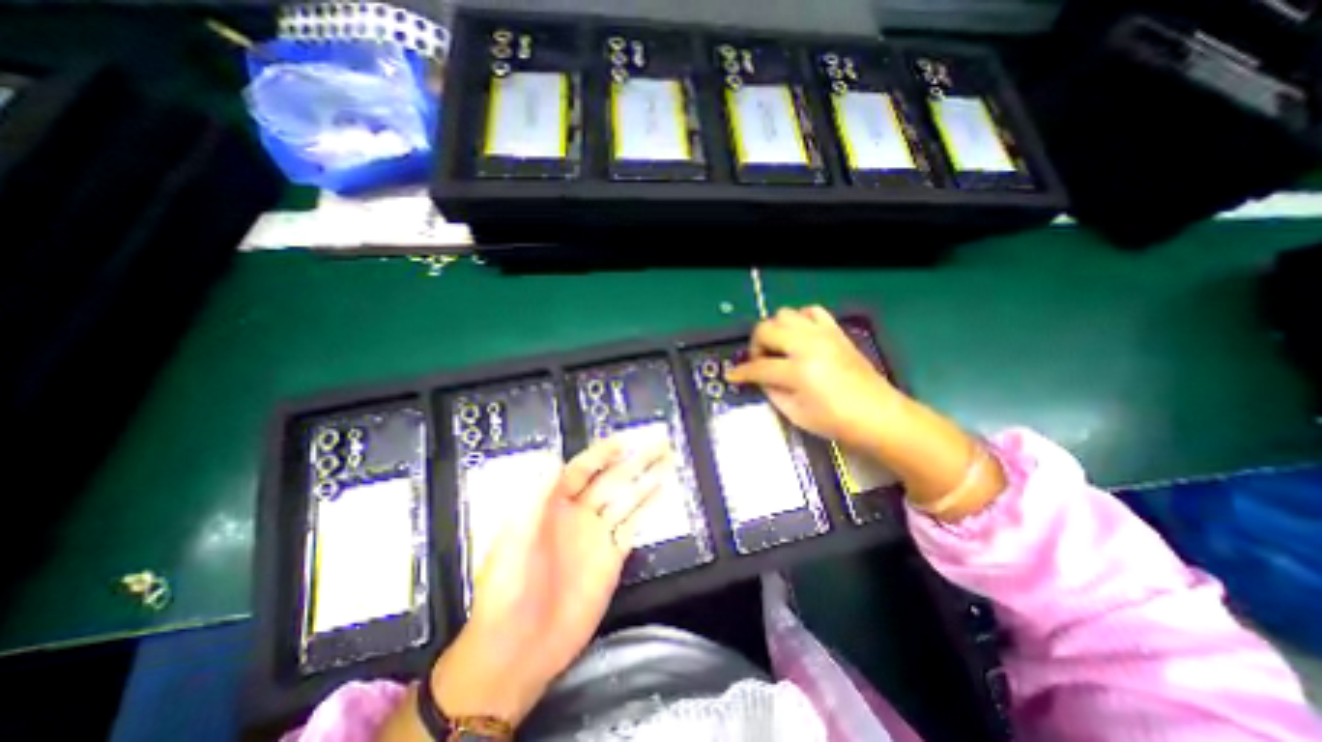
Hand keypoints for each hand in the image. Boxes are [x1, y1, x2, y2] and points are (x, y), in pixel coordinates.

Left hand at [430, 440, 666, 723]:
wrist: (519, 649)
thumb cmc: (508, 588)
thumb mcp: (514, 539)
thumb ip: (534, 497)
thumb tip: (551, 456)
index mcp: (552, 505)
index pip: (582, 469)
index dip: (603, 454)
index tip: (625, 440)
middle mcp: (578, 514)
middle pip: (611, 480)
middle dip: (634, 461)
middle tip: (658, 443)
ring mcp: (597, 535)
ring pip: (626, 499)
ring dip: (646, 480)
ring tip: (667, 461)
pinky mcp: (611, 557)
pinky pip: (633, 526)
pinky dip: (648, 508)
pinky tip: (662, 493)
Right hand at [723, 304, 899, 449]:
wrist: (879, 415)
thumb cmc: (836, 421)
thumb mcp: (795, 414)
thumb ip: (771, 391)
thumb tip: (758, 378)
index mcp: (798, 371)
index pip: (758, 366)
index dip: (741, 372)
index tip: (731, 376)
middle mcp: (808, 345)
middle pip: (766, 329)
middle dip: (755, 345)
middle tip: (759, 362)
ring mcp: (823, 334)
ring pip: (785, 314)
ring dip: (775, 330)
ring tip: (779, 349)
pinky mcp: (836, 331)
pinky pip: (811, 311)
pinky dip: (799, 320)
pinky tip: (799, 337)